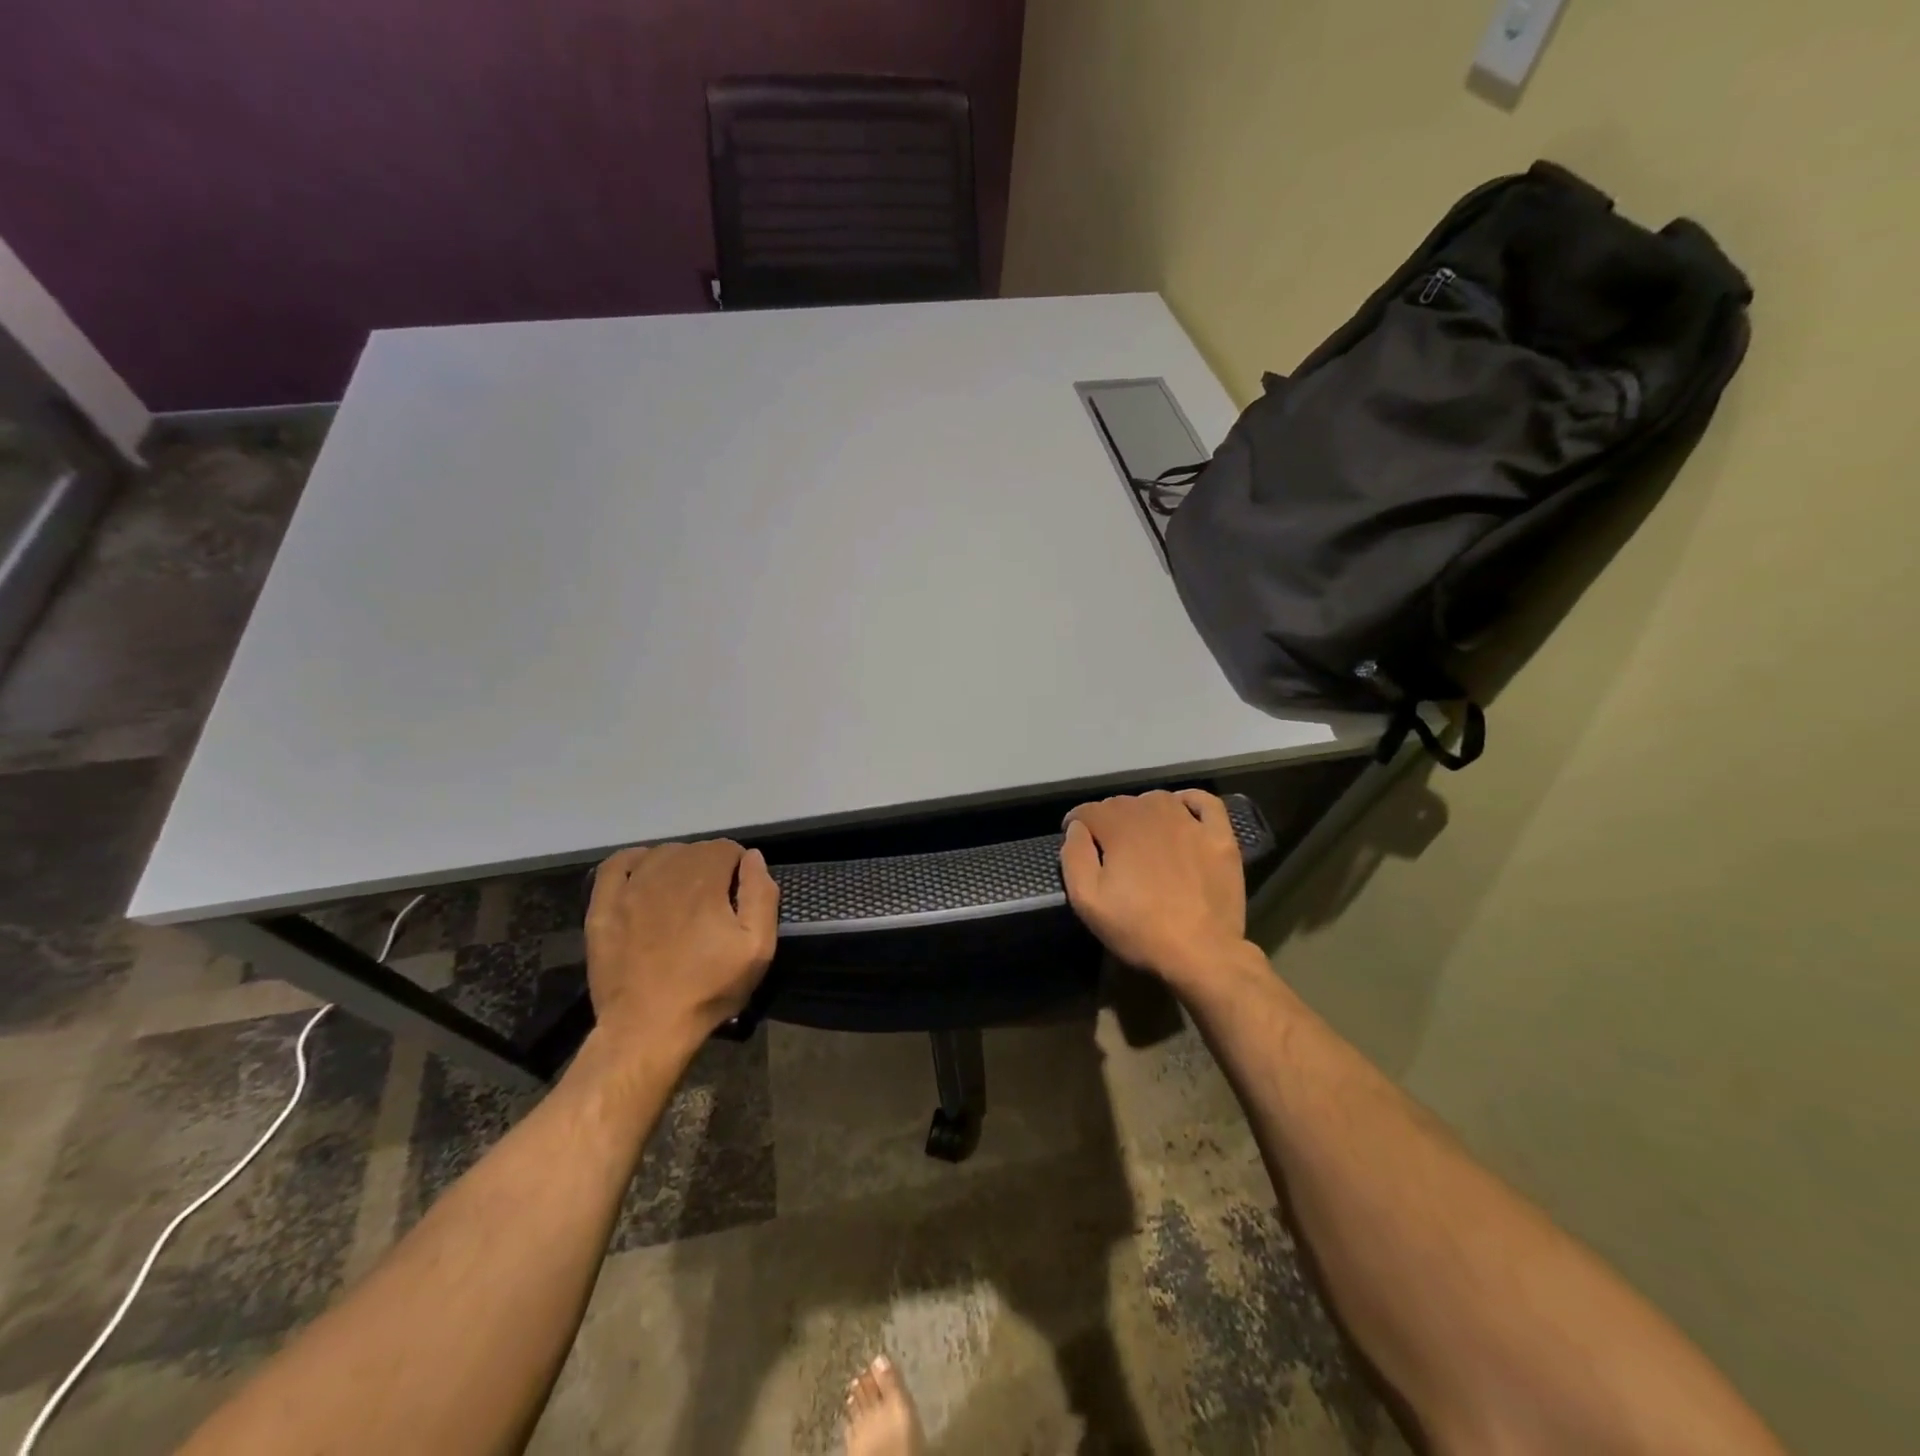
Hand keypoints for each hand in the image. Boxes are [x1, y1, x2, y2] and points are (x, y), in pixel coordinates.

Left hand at [584, 839, 778, 1054]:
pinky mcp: (603, 907)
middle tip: (715, 905)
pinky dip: (634, 862)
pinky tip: (644, 877)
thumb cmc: (708, 988)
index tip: (740, 897)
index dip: (740, 869)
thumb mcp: (757, 947)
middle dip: (711, 868)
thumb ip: (761, 895)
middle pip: (695, 850)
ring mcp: (629, 888)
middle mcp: (665, 872)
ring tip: (684, 898)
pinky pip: (616, 865)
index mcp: (705, 879)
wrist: (646, 1028)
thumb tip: (753, 858)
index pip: (727, 849)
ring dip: (678, 867)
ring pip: (660, 855)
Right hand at [1059, 790, 1250, 991]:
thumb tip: (1076, 828)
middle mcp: (1153, 814)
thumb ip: (1074, 857)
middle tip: (1105, 845)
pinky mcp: (1219, 837)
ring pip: (1158, 800)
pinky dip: (1190, 800)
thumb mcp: (1088, 901)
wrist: (1201, 952)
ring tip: (1140, 833)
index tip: (1073, 836)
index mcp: (1119, 829)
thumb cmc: (1138, 929)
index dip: (1076, 821)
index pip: (1089, 810)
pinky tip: (1183, 812)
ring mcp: (1190, 823)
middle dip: (1107, 818)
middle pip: (1122, 803)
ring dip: (1143, 810)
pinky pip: (1205, 802)